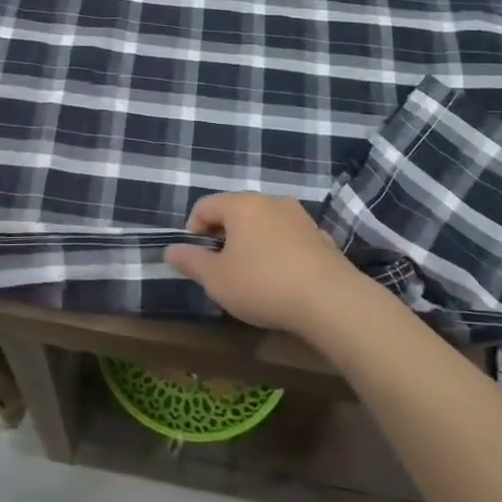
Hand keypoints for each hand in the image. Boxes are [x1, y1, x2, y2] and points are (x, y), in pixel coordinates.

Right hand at [163, 192, 362, 334]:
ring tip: (251, 276)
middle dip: (223, 236)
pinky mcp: (320, 236)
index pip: (205, 205)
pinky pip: (286, 237)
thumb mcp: (217, 279)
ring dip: (251, 243)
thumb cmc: (263, 285)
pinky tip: (281, 280)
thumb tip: (170, 249)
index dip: (193, 230)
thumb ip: (191, 261)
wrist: (331, 300)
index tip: (197, 259)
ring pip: (263, 223)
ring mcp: (299, 216)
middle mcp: (270, 201)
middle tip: (221, 269)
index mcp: (241, 204)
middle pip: (235, 211)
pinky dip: (276, 251)